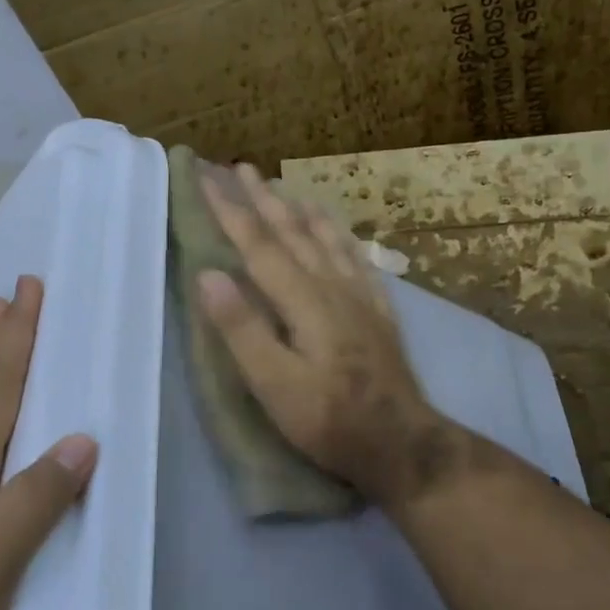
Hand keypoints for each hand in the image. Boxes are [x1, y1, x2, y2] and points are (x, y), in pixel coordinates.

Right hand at [196, 163, 462, 508]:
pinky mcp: (378, 312)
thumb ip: (242, 329)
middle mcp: (332, 286)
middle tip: (241, 168)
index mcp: (303, 300)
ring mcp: (360, 296)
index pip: (259, 245)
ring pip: (326, 240)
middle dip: (263, 199)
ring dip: (301, 210)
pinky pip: (357, 260)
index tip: (207, 177)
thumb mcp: (275, 385)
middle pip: (293, 233)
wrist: (402, 442)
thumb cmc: (330, 420)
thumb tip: (209, 274)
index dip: (231, 211)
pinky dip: (341, 238)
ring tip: (285, 187)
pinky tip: (339, 233)